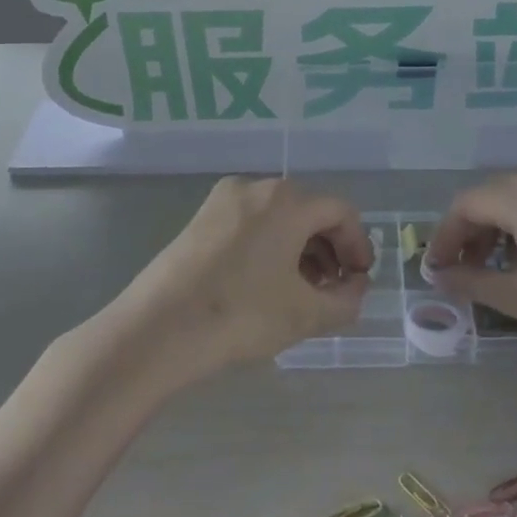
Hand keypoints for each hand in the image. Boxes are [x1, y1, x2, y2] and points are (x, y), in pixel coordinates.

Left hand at [108, 177, 372, 382]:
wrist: (156, 330)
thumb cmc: (241, 315)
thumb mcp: (305, 314)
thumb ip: (346, 300)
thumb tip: (356, 288)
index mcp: (287, 200)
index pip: (341, 213)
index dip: (358, 246)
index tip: (360, 281)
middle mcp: (256, 187)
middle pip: (309, 211)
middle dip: (329, 249)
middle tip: (333, 289)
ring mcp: (223, 200)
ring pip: (278, 217)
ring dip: (300, 249)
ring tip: (301, 291)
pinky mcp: (200, 219)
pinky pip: (251, 224)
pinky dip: (270, 247)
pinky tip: (266, 284)